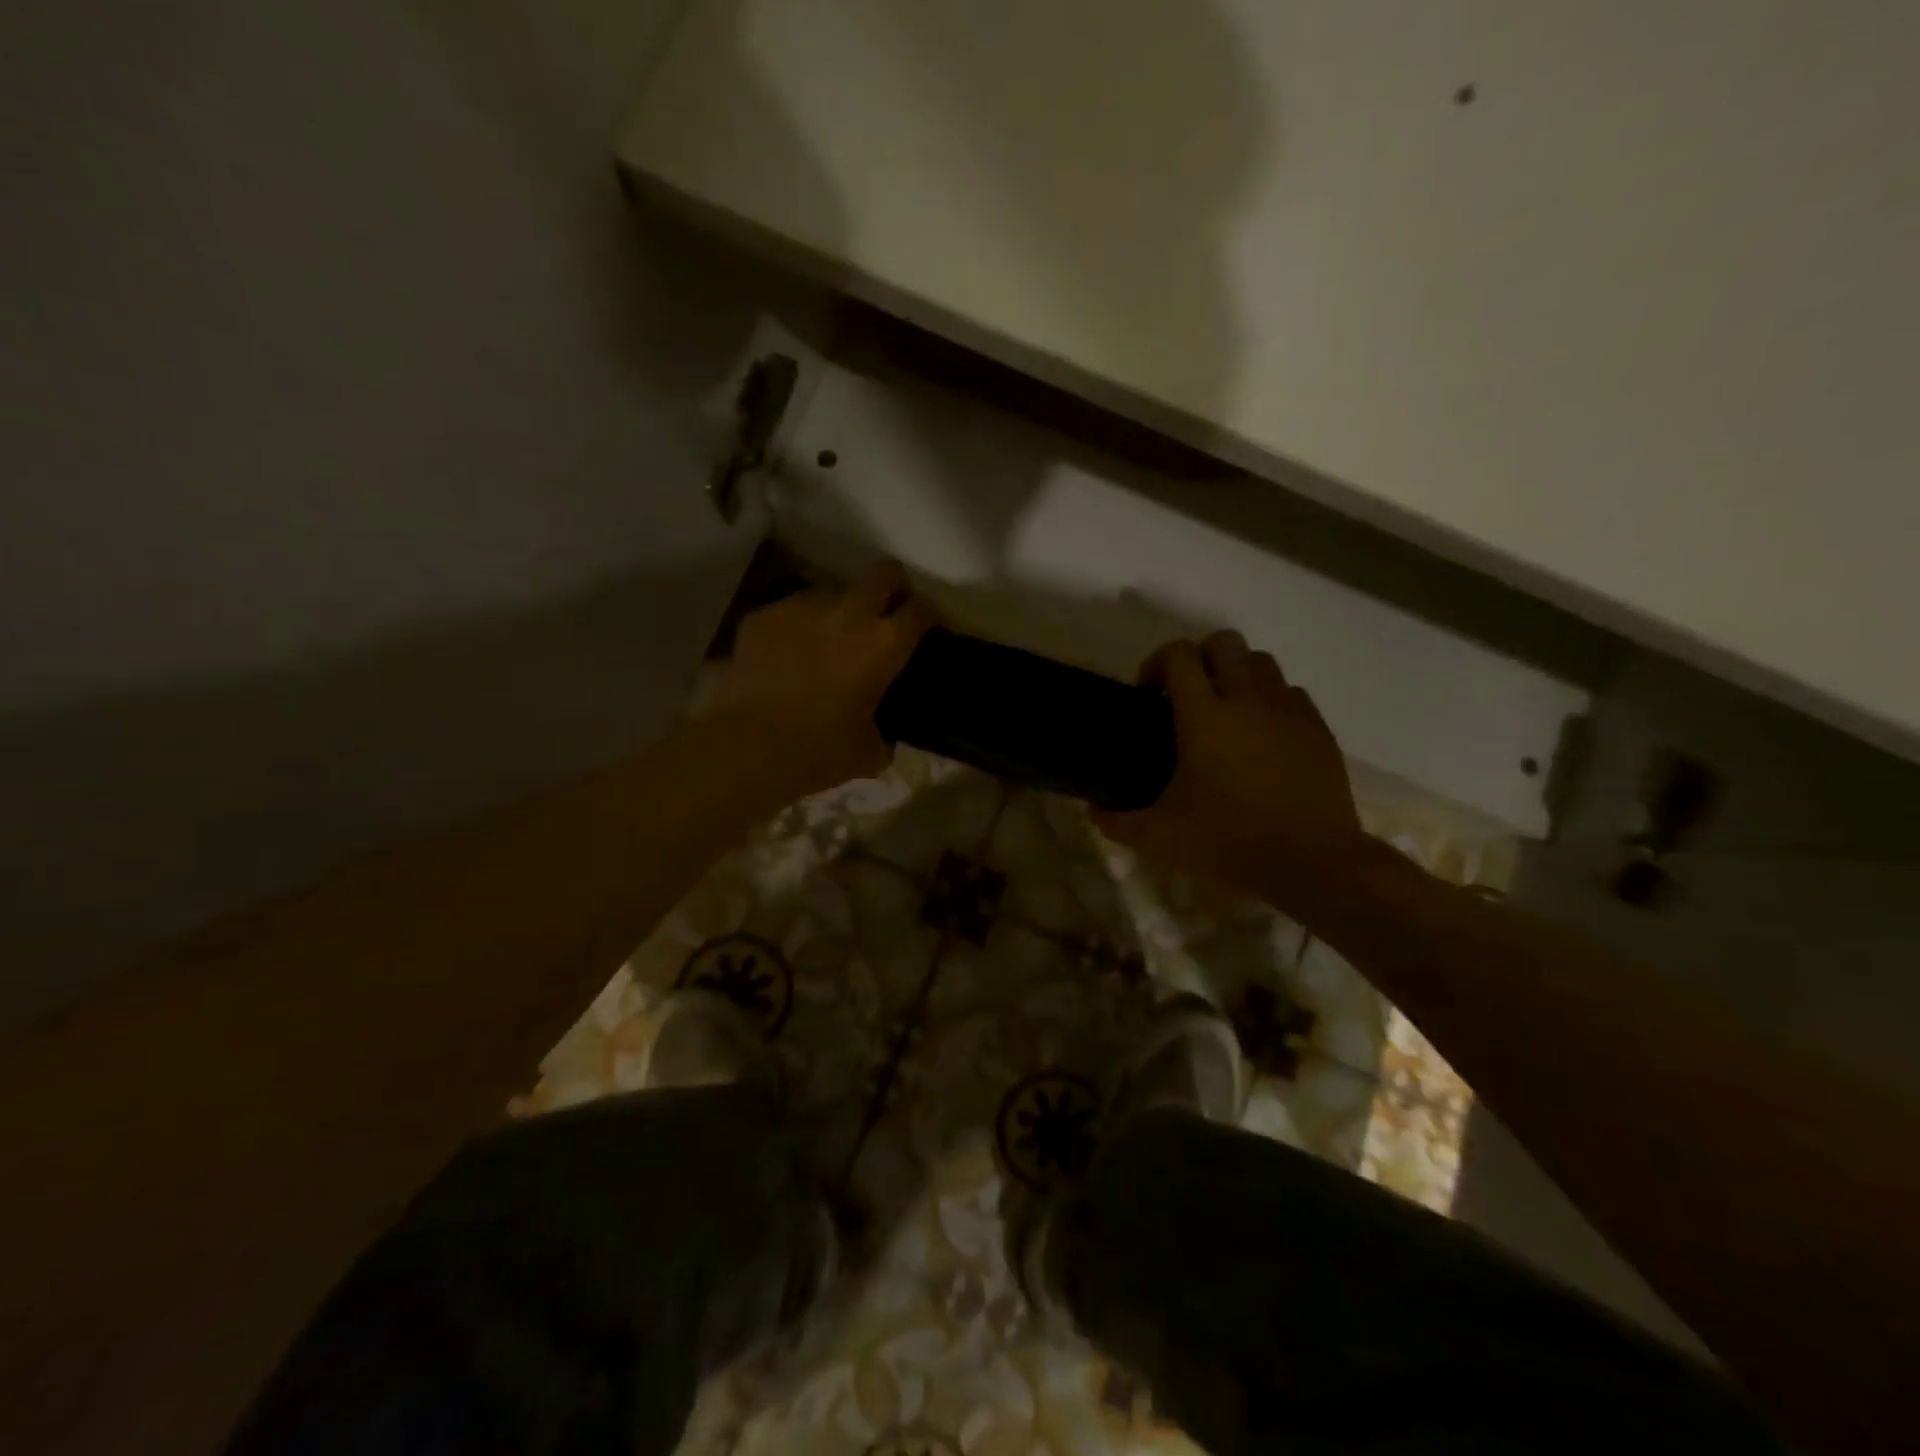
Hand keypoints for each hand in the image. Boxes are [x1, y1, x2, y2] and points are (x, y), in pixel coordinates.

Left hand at [709, 561, 935, 800]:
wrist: (747, 748)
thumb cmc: (818, 752)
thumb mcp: (868, 752)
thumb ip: (885, 733)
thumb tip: (884, 734)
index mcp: (883, 645)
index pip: (921, 611)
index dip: (928, 618)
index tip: (926, 630)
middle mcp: (848, 613)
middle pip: (884, 573)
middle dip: (893, 586)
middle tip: (887, 612)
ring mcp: (802, 607)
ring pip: (833, 592)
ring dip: (840, 611)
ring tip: (828, 641)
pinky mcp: (765, 615)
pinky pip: (792, 612)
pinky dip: (798, 628)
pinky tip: (788, 656)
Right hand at [1092, 631, 1367, 915]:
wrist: (1312, 863)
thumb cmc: (1228, 842)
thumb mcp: (1160, 837)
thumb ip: (1119, 822)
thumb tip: (1094, 813)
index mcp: (1204, 716)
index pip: (1178, 656)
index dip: (1156, 663)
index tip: (1148, 695)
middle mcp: (1247, 699)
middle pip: (1224, 642)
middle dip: (1200, 658)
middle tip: (1186, 696)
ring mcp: (1288, 710)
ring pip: (1261, 662)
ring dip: (1237, 675)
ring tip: (1227, 712)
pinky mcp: (1318, 729)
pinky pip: (1291, 693)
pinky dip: (1272, 701)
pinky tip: (1263, 736)